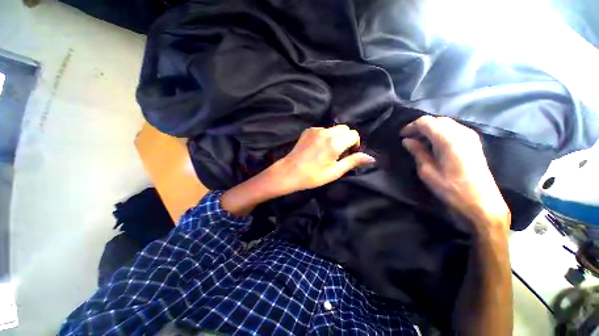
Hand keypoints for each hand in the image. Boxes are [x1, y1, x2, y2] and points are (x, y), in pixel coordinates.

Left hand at [265, 125, 374, 195]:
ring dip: (336, 136)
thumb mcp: (335, 172)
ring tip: (328, 150)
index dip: (354, 144)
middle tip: (340, 152)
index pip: (353, 134)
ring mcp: (316, 130)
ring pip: (334, 128)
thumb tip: (371, 158)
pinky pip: (323, 129)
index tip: (348, 154)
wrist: (290, 171)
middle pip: (345, 128)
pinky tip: (318, 147)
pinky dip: (325, 136)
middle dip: (346, 138)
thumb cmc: (313, 175)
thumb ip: (353, 161)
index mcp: (335, 143)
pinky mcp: (308, 130)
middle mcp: (327, 132)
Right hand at [401, 116, 509, 232]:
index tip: (401, 136)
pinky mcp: (474, 143)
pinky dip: (441, 132)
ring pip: (446, 123)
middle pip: (437, 120)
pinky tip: (434, 144)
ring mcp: (470, 136)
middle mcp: (461, 132)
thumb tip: (407, 140)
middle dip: (420, 126)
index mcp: (448, 139)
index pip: (426, 122)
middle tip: (409, 138)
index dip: (411, 126)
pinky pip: (454, 129)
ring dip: (431, 129)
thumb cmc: (450, 188)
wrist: (481, 203)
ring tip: (419, 141)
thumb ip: (418, 152)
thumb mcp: (427, 171)